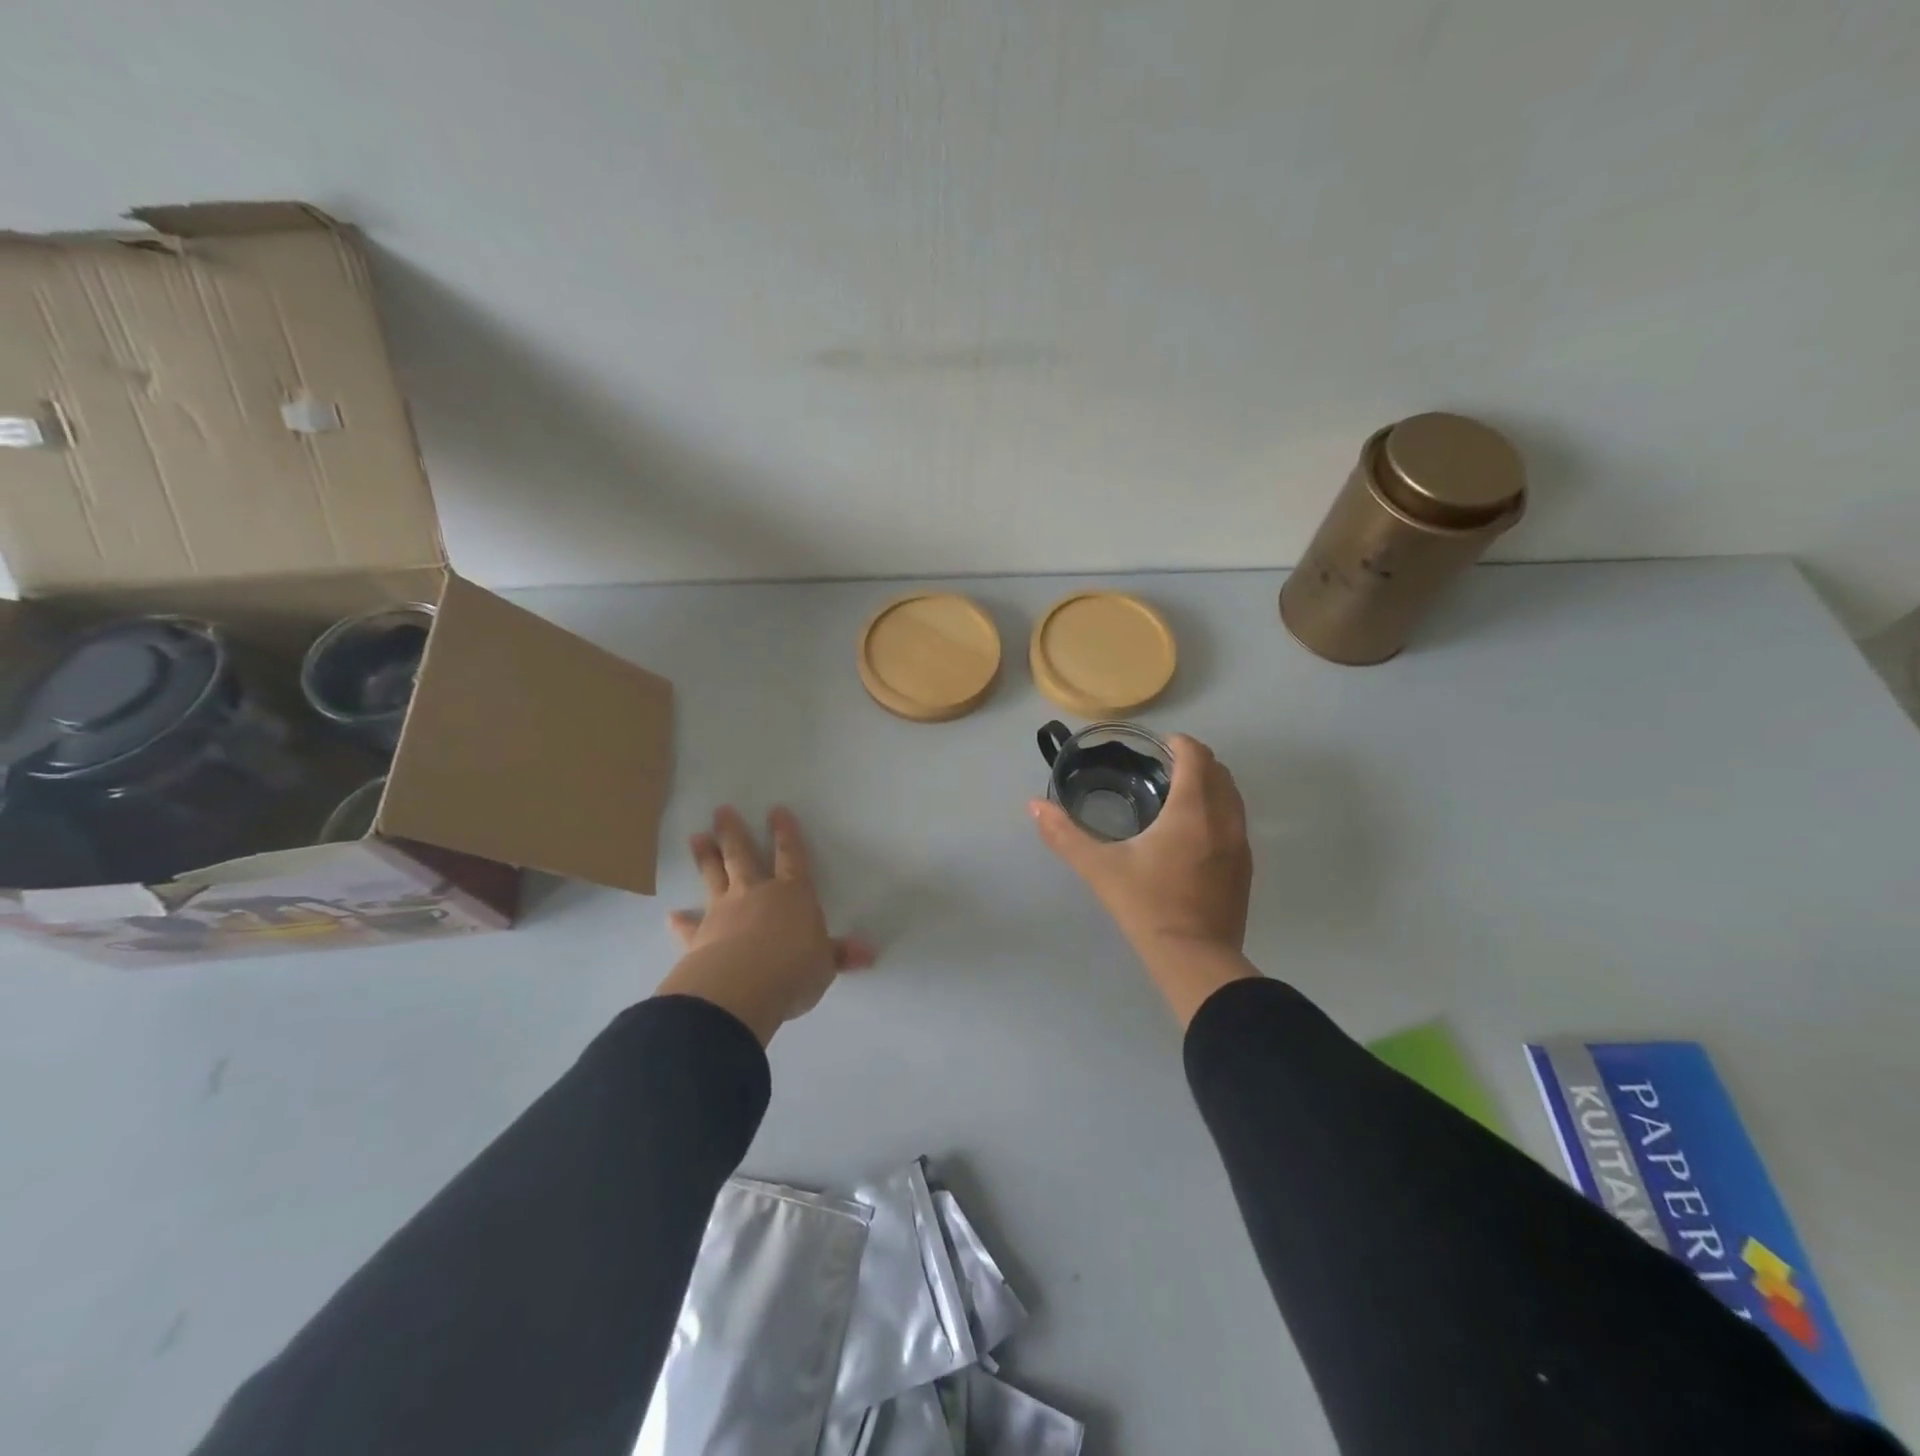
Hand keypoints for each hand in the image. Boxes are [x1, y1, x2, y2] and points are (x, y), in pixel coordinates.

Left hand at [655, 806, 874, 1045]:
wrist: (740, 988)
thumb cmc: (793, 970)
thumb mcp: (824, 965)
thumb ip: (839, 955)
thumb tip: (868, 953)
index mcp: (792, 894)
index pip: (791, 857)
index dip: (786, 834)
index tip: (776, 810)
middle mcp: (756, 894)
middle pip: (743, 856)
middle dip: (733, 832)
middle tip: (721, 810)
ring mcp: (723, 912)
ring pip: (713, 877)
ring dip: (705, 857)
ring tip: (696, 836)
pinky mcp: (698, 937)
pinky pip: (689, 926)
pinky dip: (680, 921)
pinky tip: (671, 915)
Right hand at [1030, 734, 1257, 1024]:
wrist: (1194, 959)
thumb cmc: (1146, 906)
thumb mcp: (1100, 868)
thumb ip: (1065, 834)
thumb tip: (1034, 806)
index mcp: (1192, 809)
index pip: (1196, 756)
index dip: (1179, 743)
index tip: (1158, 746)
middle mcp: (1224, 818)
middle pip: (1219, 771)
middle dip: (1194, 761)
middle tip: (1163, 769)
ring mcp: (1240, 844)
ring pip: (1232, 796)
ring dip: (1210, 785)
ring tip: (1178, 797)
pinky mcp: (1245, 867)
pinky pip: (1236, 821)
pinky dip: (1219, 811)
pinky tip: (1193, 834)